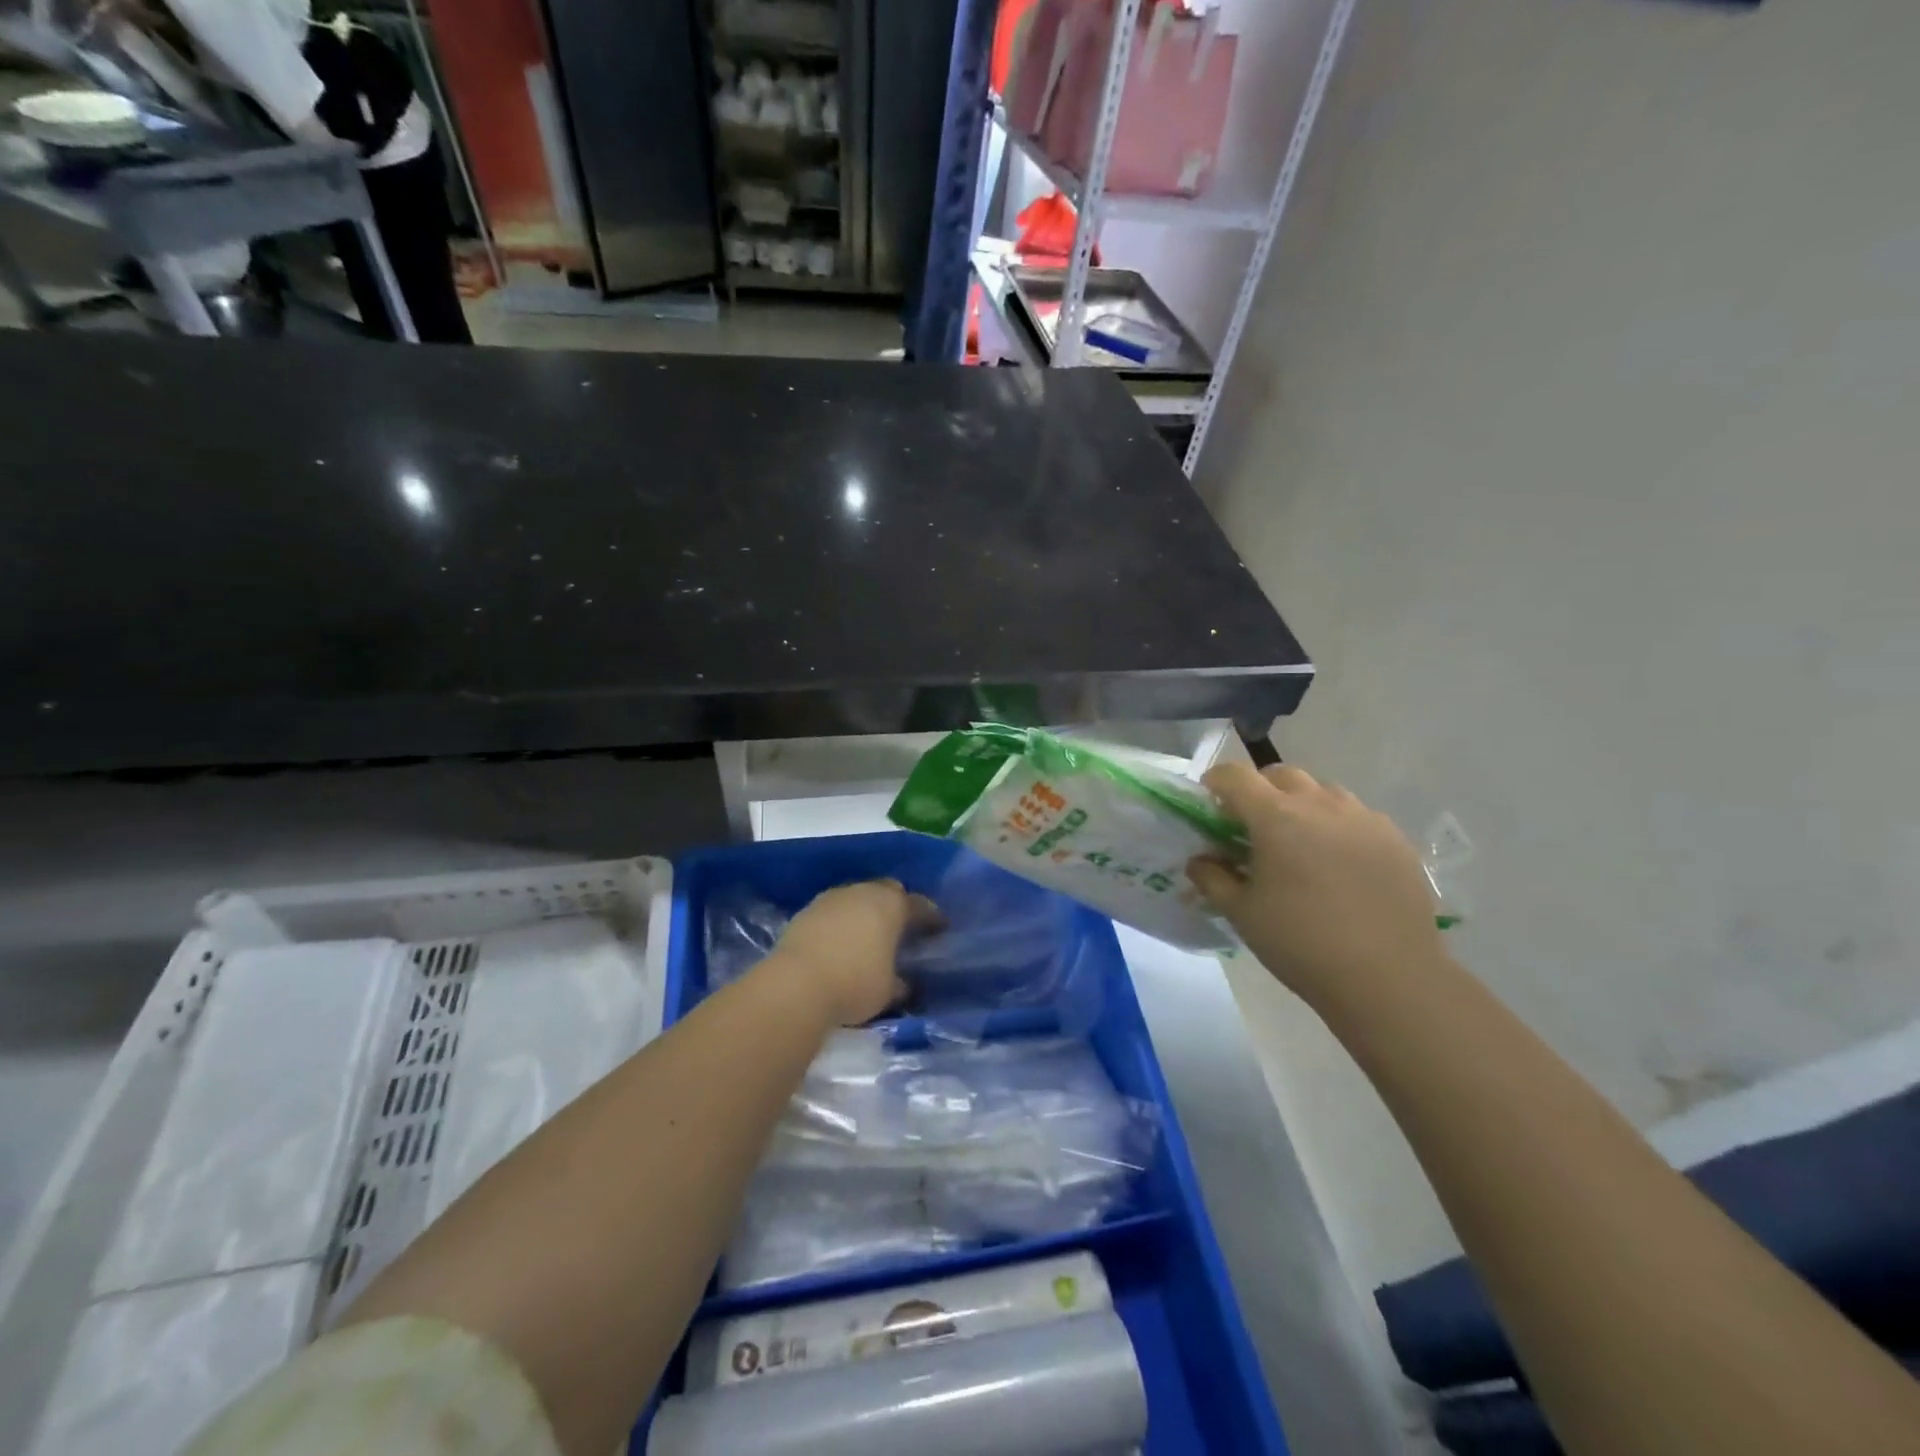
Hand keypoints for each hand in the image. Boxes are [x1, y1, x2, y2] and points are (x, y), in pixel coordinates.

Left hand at [773, 880, 936, 1026]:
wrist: (795, 984)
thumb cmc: (855, 984)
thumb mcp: (888, 991)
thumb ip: (900, 982)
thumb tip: (904, 983)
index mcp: (891, 905)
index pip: (919, 905)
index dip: (931, 917)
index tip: (940, 927)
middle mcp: (863, 892)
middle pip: (887, 890)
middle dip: (897, 905)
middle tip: (903, 926)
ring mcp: (832, 898)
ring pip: (858, 897)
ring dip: (866, 911)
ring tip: (870, 934)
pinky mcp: (806, 911)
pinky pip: (834, 910)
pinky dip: (842, 921)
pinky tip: (841, 941)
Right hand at [1188, 763, 1447, 1007]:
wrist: (1389, 978)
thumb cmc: (1301, 943)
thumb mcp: (1242, 913)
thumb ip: (1212, 878)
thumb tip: (1200, 860)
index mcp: (1276, 817)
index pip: (1235, 776)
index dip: (1215, 784)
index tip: (1209, 806)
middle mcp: (1320, 804)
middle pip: (1281, 775)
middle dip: (1259, 791)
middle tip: (1252, 828)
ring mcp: (1364, 818)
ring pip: (1323, 792)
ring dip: (1301, 806)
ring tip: (1299, 846)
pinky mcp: (1395, 839)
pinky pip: (1357, 817)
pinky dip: (1337, 827)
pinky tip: (1339, 866)